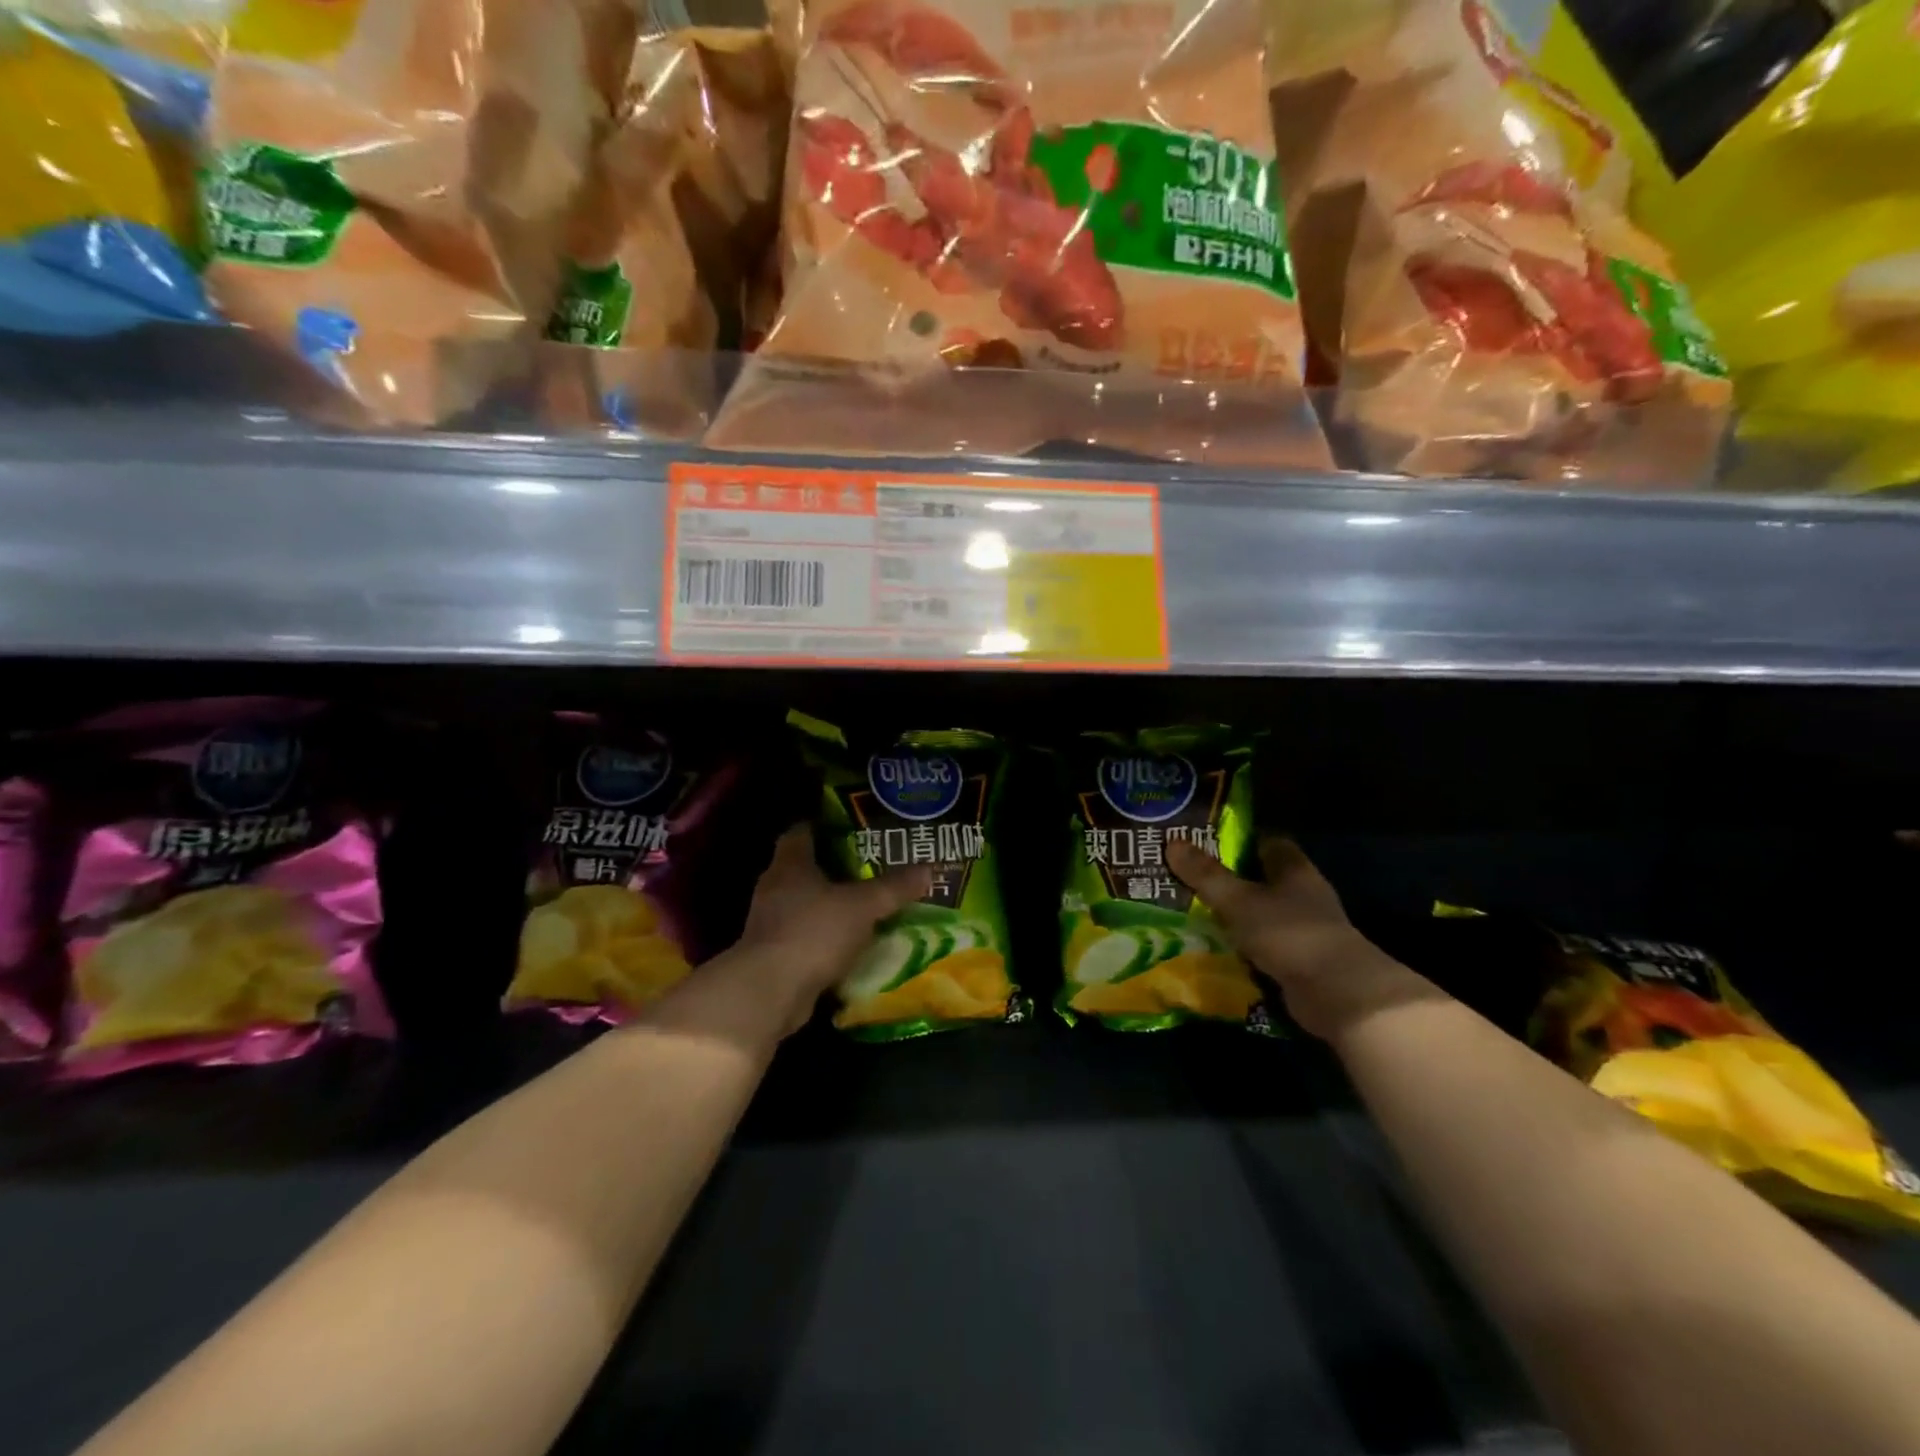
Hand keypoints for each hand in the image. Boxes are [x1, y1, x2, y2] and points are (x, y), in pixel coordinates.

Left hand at [732, 824, 931, 1035]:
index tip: (849, 828)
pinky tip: (849, 944)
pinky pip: (804, 937)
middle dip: (833, 868)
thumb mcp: (863, 906)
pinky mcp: (773, 955)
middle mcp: (774, 888)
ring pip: (803, 905)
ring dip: (828, 906)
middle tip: (868, 867)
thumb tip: (929, 869)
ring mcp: (770, 924)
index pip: (800, 833)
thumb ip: (894, 888)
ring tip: (863, 906)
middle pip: (803, 869)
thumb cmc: (814, 932)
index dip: (822, 827)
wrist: (771, 992)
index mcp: (790, 865)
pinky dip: (824, 938)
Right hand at [1167, 836, 1435, 1042]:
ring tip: (1193, 914)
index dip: (1241, 840)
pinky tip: (1216, 950)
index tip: (1207, 843)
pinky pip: (1266, 947)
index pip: (1270, 843)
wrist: (1337, 994)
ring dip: (1237, 917)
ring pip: (1264, 915)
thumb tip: (1172, 843)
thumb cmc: (1289, 933)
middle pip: (1265, 880)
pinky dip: (1245, 948)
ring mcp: (1306, 931)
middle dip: (1232, 880)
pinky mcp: (1302, 963)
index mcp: (1295, 870)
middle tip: (1190, 879)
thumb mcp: (1239, 901)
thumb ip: (1206, 875)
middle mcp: (1304, 896)